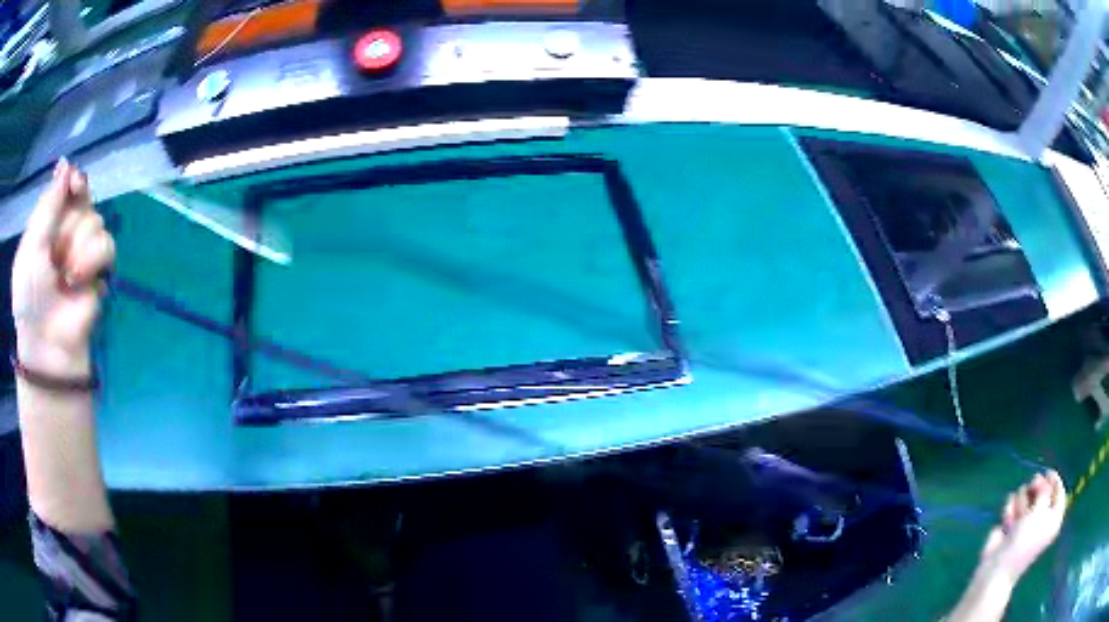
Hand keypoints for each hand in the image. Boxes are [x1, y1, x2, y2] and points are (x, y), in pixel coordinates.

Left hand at [12, 160, 114, 375]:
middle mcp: (68, 230)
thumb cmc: (30, 296)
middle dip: (70, 226)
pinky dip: (92, 264)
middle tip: (56, 256)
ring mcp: (85, 250)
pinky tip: (79, 282)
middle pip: (84, 201)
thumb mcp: (31, 248)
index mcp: (50, 222)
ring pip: (96, 222)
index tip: (74, 184)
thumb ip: (47, 207)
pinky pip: (107, 247)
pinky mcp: (101, 272)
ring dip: (79, 249)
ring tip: (66, 277)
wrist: (46, 343)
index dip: (73, 181)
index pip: (68, 185)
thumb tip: (66, 166)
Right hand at [980, 470, 1066, 583]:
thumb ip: (1044, 488)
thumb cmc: (1024, 541)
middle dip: (1035, 490)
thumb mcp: (1040, 509)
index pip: (1059, 490)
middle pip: (1043, 489)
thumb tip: (1040, 478)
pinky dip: (1010, 511)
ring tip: (1016, 520)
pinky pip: (1012, 505)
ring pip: (1026, 494)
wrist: (997, 568)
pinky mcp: (1012, 522)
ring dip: (1020, 503)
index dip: (1054, 480)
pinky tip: (1006, 525)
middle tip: (1032, 491)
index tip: (1047, 474)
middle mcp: (1043, 517)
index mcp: (1054, 518)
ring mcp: (1026, 520)